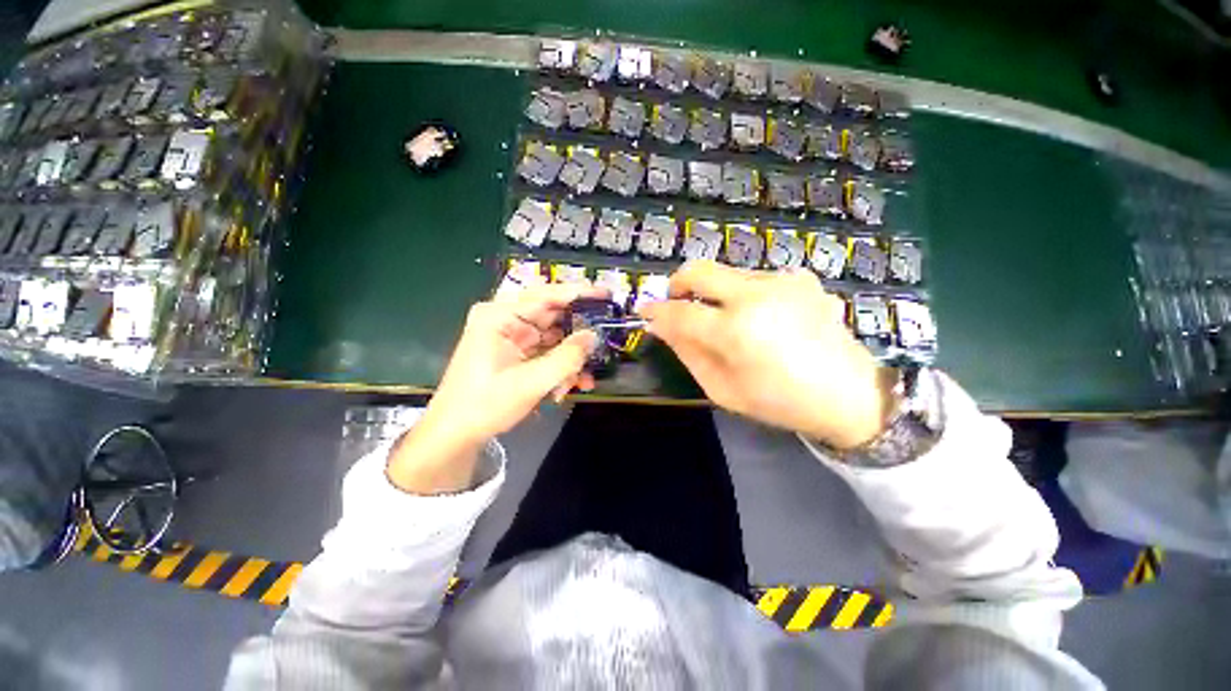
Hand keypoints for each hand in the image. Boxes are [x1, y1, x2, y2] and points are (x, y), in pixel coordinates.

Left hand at [388, 284, 604, 492]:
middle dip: (577, 335)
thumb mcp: (530, 383)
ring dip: (570, 357)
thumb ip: (566, 358)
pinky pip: (547, 352)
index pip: (546, 296)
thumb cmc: (485, 404)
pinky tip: (570, 384)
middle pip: (553, 316)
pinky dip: (561, 366)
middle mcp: (506, 320)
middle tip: (604, 341)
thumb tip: (593, 336)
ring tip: (583, 378)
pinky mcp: (517, 352)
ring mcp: (512, 336)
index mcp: (500, 316)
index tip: (606, 294)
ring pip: (554, 337)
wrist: (455, 433)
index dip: (579, 293)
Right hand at [639, 261, 895, 449]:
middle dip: (678, 284)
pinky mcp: (800, 278)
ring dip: (713, 293)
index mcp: (736, 330)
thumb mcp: (723, 389)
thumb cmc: (780, 401)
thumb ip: (688, 353)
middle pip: (699, 271)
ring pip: (726, 273)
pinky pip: (754, 279)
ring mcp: (781, 281)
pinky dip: (742, 295)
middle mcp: (756, 294)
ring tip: (726, 322)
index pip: (680, 313)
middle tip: (675, 302)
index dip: (656, 311)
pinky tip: (760, 318)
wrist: (850, 394)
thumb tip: (662, 326)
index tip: (644, 311)